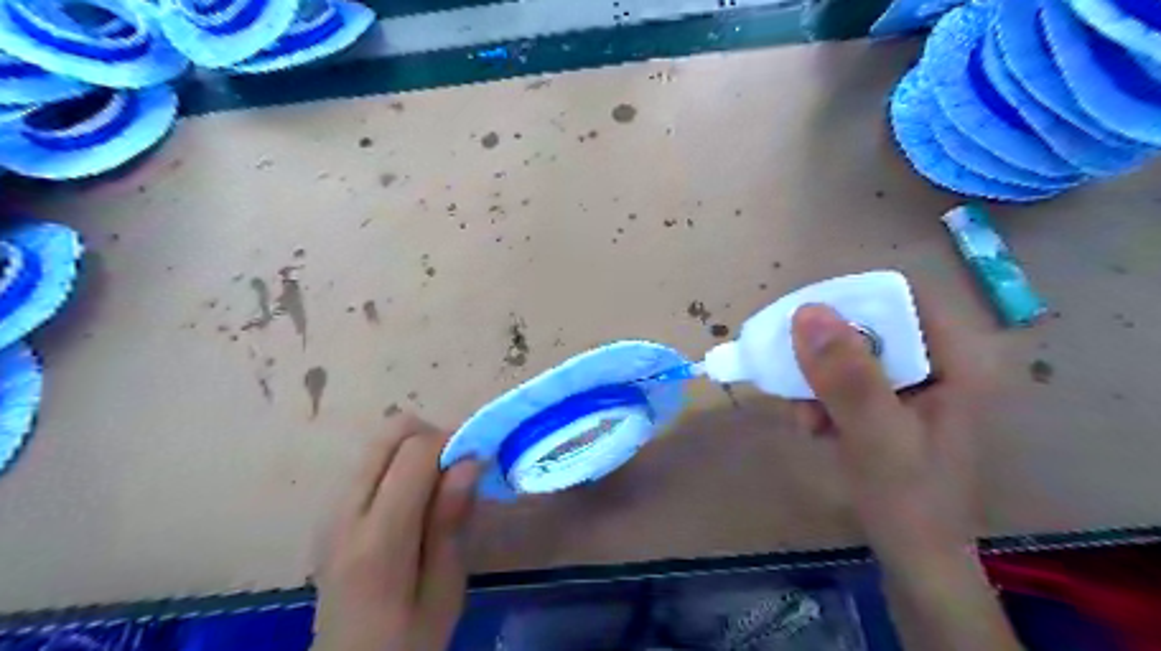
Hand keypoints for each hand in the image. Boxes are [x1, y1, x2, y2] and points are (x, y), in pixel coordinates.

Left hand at [310, 414, 477, 649]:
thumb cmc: (408, 641)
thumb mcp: (444, 589)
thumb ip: (450, 520)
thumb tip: (469, 460)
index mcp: (378, 539)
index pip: (414, 453)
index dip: (453, 441)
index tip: (480, 458)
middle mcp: (345, 512)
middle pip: (389, 433)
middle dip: (432, 435)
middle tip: (459, 468)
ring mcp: (330, 511)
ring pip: (378, 444)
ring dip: (416, 449)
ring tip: (439, 486)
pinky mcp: (329, 514)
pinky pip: (370, 465)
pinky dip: (399, 464)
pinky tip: (415, 501)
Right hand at [789, 297, 987, 566]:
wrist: (918, 560)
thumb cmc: (910, 501)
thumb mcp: (876, 436)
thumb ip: (847, 377)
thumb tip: (807, 312)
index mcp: (956, 361)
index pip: (902, 298)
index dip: (850, 301)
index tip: (803, 324)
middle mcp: (937, 363)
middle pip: (870, 326)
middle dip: (825, 354)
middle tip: (795, 378)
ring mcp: (913, 385)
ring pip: (851, 354)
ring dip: (817, 381)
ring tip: (804, 418)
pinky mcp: (891, 405)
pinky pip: (847, 381)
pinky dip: (822, 399)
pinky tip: (813, 427)